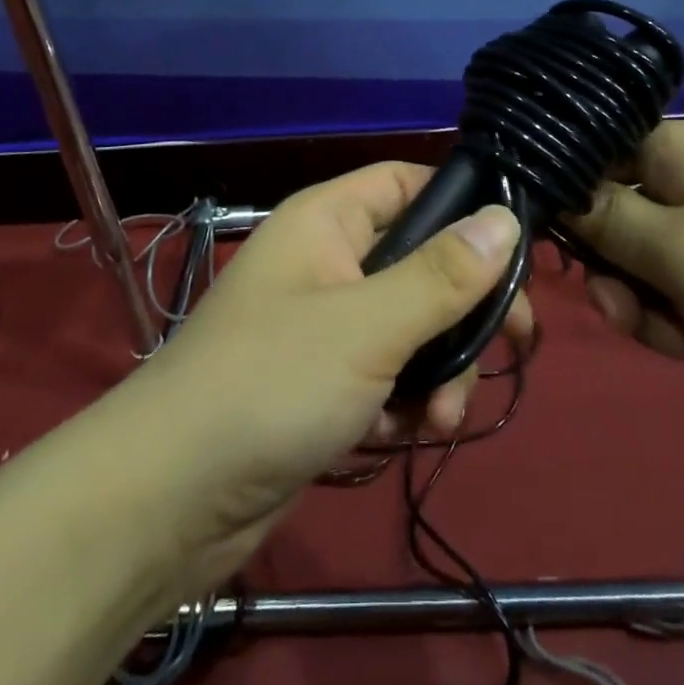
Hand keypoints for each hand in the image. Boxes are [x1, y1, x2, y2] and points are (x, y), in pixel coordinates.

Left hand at [113, 162, 532, 592]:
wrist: (168, 501)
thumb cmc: (272, 382)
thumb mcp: (370, 325)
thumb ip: (443, 274)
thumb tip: (507, 218)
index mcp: (328, 221)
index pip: (407, 183)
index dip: (461, 206)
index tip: (515, 251)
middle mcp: (327, 262)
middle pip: (420, 261)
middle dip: (463, 309)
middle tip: (514, 346)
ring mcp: (324, 325)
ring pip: (410, 325)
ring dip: (439, 368)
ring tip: (442, 417)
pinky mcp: (322, 383)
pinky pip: (385, 373)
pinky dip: (404, 401)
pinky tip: (403, 435)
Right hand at [567, 120, 683, 405]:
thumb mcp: (676, 254)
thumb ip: (606, 223)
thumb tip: (558, 193)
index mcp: (677, 147)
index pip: (594, 155)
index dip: (570, 201)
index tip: (566, 256)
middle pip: (621, 210)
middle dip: (616, 269)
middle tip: (628, 316)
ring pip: (656, 250)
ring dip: (650, 298)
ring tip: (676, 341)